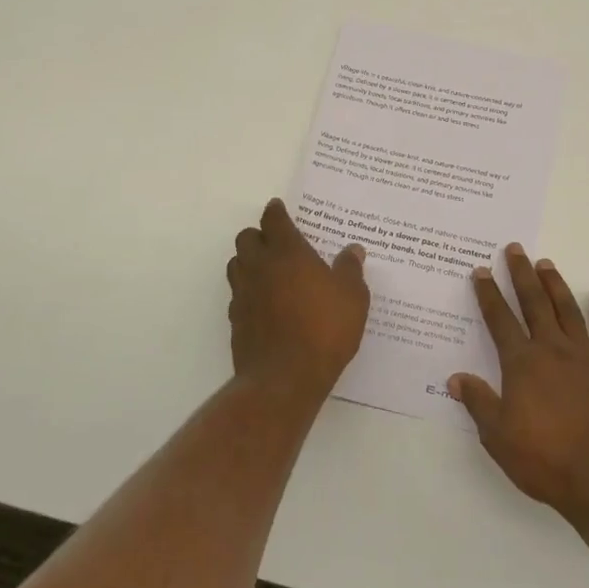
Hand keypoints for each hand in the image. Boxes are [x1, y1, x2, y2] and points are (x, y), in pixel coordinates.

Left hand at [226, 199, 368, 402]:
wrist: (285, 378)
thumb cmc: (324, 329)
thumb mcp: (352, 297)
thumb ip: (350, 269)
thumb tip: (353, 250)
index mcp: (287, 253)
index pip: (274, 220)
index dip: (276, 212)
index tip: (279, 209)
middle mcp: (259, 267)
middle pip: (246, 238)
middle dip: (259, 235)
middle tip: (277, 243)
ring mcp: (243, 293)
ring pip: (236, 264)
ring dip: (249, 261)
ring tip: (269, 271)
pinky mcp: (235, 319)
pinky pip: (237, 294)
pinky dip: (248, 291)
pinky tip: (265, 303)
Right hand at [450, 245, 588, 522]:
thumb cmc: (547, 460)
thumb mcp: (499, 437)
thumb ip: (478, 403)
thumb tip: (454, 378)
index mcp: (522, 364)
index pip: (500, 320)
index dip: (489, 294)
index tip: (481, 271)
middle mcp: (552, 350)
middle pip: (534, 303)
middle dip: (521, 275)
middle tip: (514, 249)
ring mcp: (587, 357)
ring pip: (567, 310)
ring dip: (555, 285)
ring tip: (546, 263)